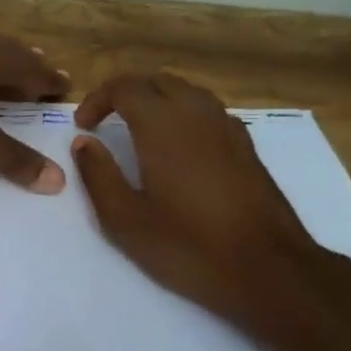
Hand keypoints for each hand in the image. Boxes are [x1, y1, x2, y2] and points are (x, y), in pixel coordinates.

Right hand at [70, 73, 335, 327]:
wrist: (267, 269)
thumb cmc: (188, 246)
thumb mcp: (125, 220)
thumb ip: (98, 175)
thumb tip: (83, 143)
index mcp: (163, 125)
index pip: (125, 87)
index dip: (97, 100)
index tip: (83, 127)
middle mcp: (197, 114)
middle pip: (157, 81)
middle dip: (127, 94)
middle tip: (106, 122)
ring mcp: (228, 128)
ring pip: (187, 92)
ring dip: (157, 101)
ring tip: (138, 132)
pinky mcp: (247, 147)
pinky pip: (209, 112)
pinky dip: (184, 115)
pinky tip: (178, 149)